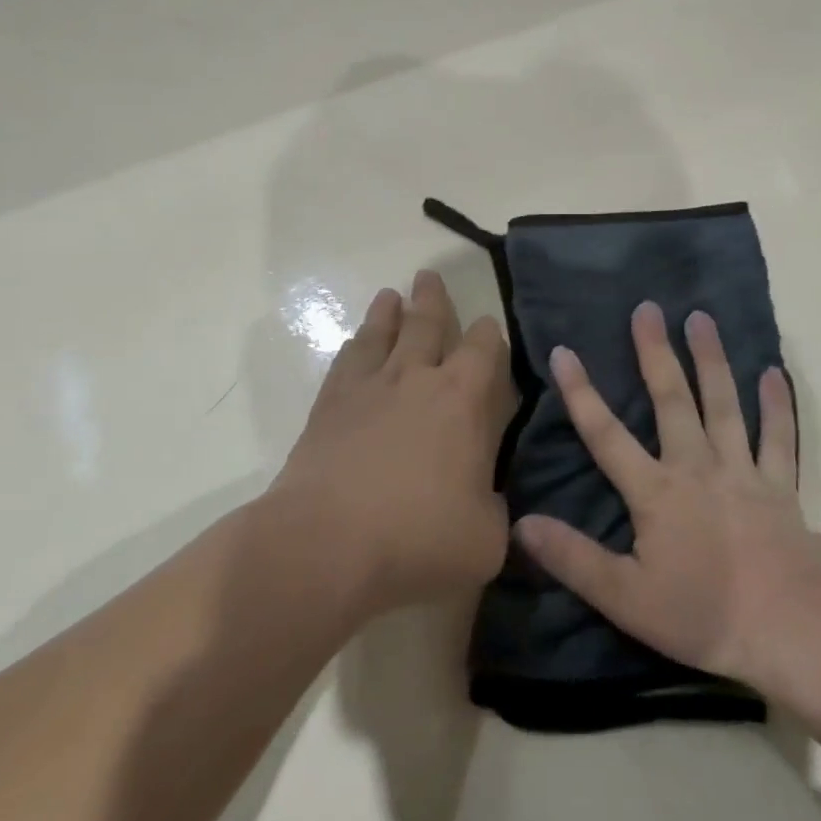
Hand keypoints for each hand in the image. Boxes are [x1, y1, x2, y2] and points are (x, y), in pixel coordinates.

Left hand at [274, 270, 514, 614]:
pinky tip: (355, 344)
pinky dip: (355, 346)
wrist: (326, 544)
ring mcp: (370, 386)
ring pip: (383, 332)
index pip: (485, 347)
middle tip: (429, 276)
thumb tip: (490, 499)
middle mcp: (418, 377)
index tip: (489, 329)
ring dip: (389, 312)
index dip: (490, 333)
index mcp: (464, 399)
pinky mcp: (330, 404)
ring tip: (391, 295)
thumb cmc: (418, 538)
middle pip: (428, 322)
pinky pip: (346, 361)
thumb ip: (495, 510)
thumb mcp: (485, 539)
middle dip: (433, 299)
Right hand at [514, 302, 820, 690]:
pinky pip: (778, 436)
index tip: (564, 351)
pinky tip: (775, 373)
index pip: (606, 434)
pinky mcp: (778, 484)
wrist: (787, 628)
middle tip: (648, 308)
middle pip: (671, 399)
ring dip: (711, 359)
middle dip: (655, 352)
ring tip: (702, 318)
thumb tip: (522, 523)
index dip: (581, 393)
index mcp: (656, 491)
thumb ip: (574, 558)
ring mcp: (741, 469)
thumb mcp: (625, 598)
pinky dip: (777, 405)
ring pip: (724, 403)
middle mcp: (696, 465)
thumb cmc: (702, 615)